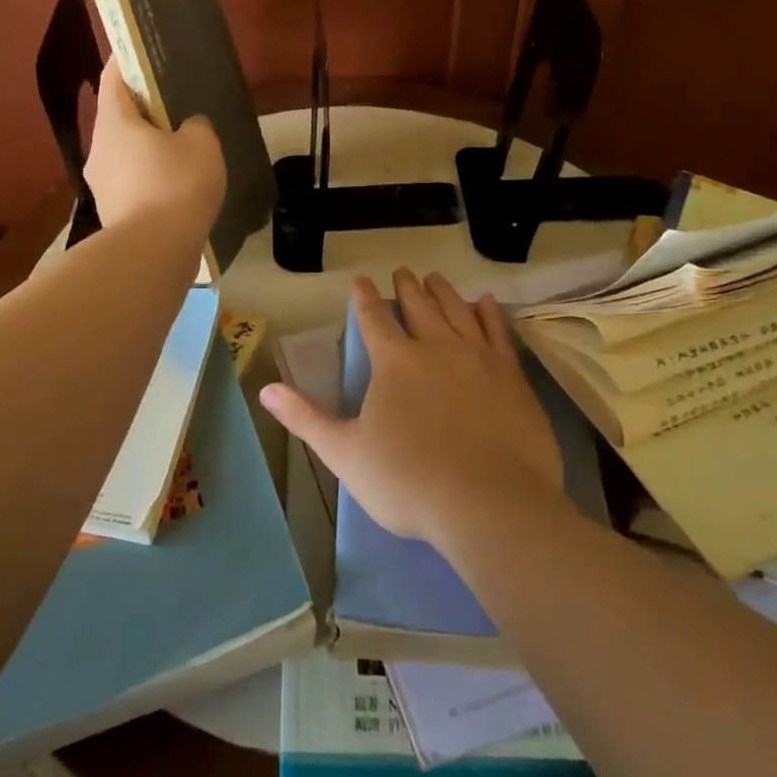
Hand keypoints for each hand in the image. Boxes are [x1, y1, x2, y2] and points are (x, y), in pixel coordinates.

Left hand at [84, 59, 225, 233]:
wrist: (154, 251)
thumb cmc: (176, 184)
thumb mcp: (202, 144)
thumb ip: (196, 125)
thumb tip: (187, 127)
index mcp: (114, 122)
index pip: (113, 78)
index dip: (127, 61)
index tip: (143, 52)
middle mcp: (98, 148)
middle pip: (118, 116)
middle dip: (143, 108)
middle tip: (174, 103)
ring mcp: (99, 182)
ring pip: (123, 150)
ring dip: (145, 144)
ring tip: (178, 146)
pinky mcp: (111, 209)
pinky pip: (130, 179)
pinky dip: (147, 174)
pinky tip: (172, 183)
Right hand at [260, 270, 564, 548]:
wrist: (490, 505)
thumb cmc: (409, 481)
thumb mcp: (345, 453)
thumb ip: (306, 418)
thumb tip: (265, 390)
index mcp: (395, 362)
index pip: (374, 318)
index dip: (365, 298)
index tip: (361, 280)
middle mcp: (436, 347)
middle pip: (419, 306)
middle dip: (407, 287)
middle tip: (402, 271)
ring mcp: (478, 358)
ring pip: (457, 311)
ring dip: (444, 292)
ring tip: (436, 277)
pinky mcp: (511, 376)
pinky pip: (498, 333)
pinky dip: (490, 314)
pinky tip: (486, 302)